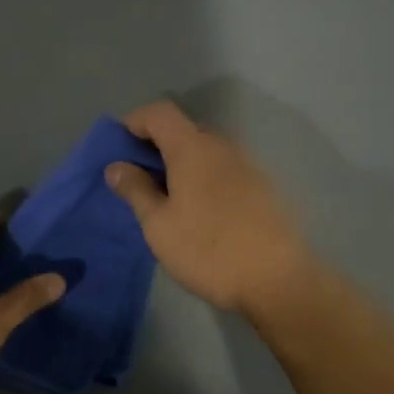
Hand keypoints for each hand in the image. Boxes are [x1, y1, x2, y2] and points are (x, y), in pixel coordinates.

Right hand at [105, 100, 317, 318]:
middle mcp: (222, 146)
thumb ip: (135, 190)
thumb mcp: (158, 225)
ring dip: (181, 163)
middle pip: (183, 129)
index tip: (118, 148)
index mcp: (192, 148)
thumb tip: (116, 166)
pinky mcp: (262, 187)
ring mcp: (247, 165)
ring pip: (205, 150)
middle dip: (156, 145)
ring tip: (166, 197)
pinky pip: (223, 169)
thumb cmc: (207, 250)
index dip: (134, 122)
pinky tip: (198, 211)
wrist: (277, 281)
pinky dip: (203, 177)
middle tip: (137, 178)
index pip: (159, 112)